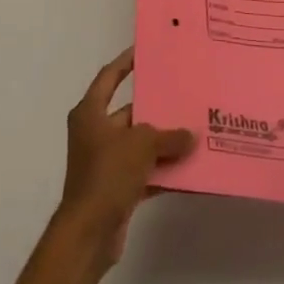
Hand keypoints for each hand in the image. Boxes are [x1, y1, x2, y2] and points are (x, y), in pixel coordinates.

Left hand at [55, 48, 193, 266]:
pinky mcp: (115, 188)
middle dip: (156, 108)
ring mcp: (105, 161)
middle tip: (185, 95)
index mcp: (90, 112)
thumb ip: (168, 136)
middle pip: (129, 112)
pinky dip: (162, 171)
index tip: (145, 51)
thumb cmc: (107, 174)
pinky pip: (144, 172)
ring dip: (163, 142)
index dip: (125, 62)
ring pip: (139, 144)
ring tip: (195, 132)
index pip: (109, 77)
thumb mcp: (141, 145)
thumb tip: (191, 136)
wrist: (89, 232)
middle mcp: (95, 133)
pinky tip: (189, 170)